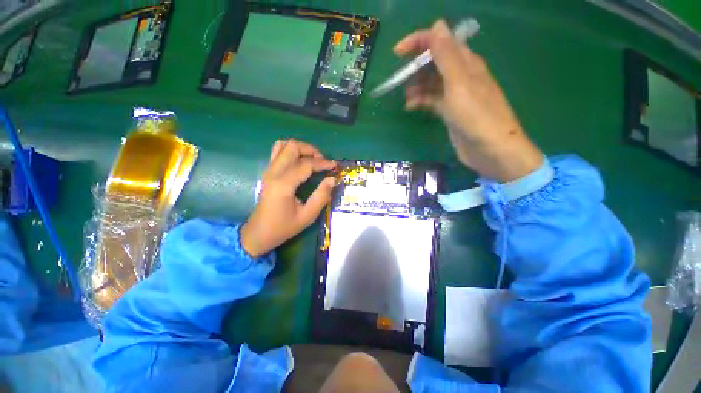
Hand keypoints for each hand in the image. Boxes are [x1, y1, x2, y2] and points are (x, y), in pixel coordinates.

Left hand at [241, 140, 336, 257]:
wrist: (259, 233)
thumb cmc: (283, 227)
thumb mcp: (307, 216)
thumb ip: (321, 196)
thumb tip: (332, 179)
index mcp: (284, 184)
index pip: (306, 164)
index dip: (323, 163)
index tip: (335, 166)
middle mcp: (274, 173)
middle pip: (292, 147)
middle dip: (311, 150)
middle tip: (323, 162)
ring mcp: (268, 170)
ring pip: (283, 145)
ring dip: (300, 149)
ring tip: (312, 159)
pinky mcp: (267, 172)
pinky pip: (277, 152)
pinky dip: (290, 151)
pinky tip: (299, 161)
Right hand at [394, 20, 542, 181]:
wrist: (490, 149)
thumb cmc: (476, 116)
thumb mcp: (460, 83)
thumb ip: (448, 56)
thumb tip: (437, 25)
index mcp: (466, 63)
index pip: (440, 41)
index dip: (418, 42)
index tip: (397, 53)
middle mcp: (461, 75)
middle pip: (434, 62)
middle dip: (415, 66)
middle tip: (399, 79)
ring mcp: (455, 95)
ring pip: (431, 82)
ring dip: (416, 86)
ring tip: (405, 97)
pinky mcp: (450, 111)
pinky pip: (432, 100)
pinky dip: (421, 100)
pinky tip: (411, 106)